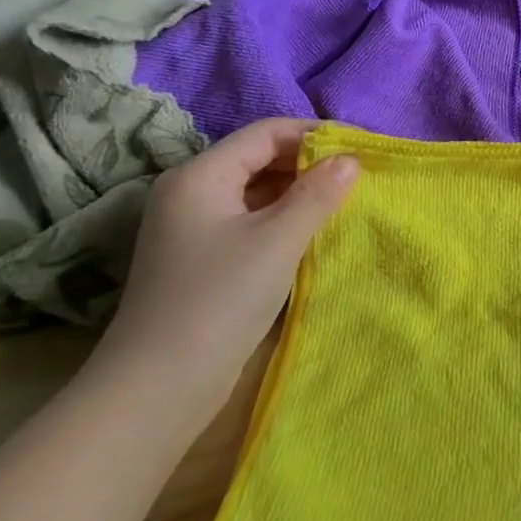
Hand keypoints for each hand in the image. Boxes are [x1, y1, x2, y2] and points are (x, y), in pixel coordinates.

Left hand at [87, 118, 357, 438]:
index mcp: (200, 175)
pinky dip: (284, 218)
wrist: (158, 388)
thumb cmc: (219, 300)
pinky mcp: (203, 259)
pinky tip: (315, 230)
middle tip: (359, 175)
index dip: (316, 134)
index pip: (266, 133)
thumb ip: (317, 193)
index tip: (361, 147)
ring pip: (257, 192)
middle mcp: (192, 192)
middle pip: (260, 158)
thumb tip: (351, 159)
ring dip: (300, 192)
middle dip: (310, 163)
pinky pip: (252, 221)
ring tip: (345, 200)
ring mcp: (194, 228)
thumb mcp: (277, 240)